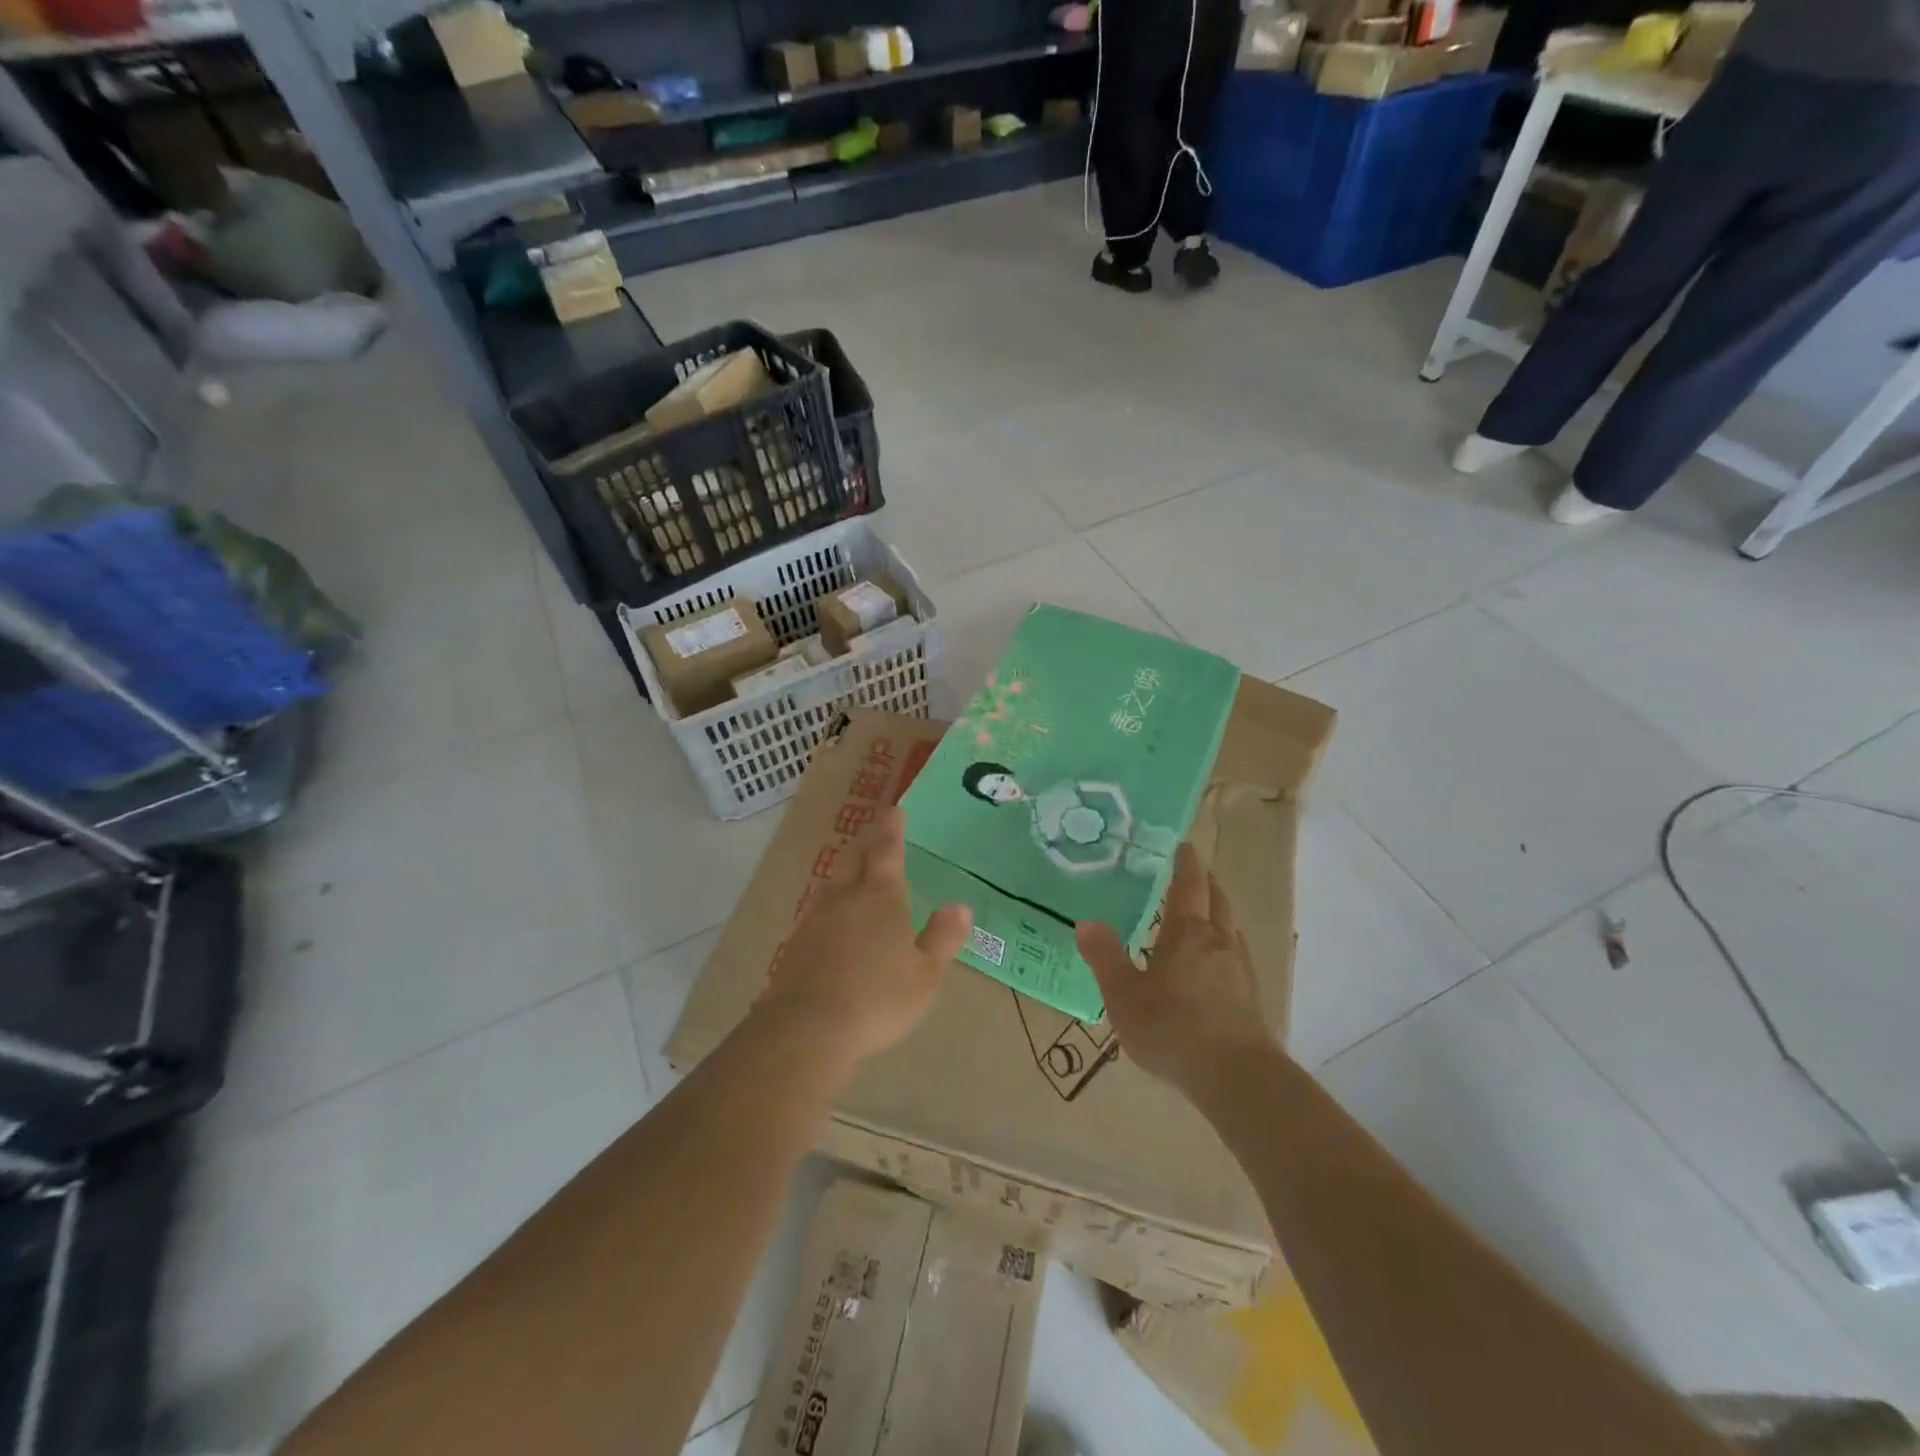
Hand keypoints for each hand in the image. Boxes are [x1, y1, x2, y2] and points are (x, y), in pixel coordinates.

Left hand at [755, 807, 972, 1069]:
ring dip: (845, 867)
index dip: (892, 830)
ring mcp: (816, 918)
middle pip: (855, 858)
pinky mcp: (796, 943)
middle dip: (867, 840)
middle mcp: (846, 897)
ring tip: (853, 865)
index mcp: (881, 897)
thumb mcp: (924, 974)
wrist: (808, 1026)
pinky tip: (831, 913)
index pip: (887, 852)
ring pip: (832, 880)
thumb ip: (942, 938)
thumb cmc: (878, 997)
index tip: (895, 811)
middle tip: (875, 828)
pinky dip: (830, 899)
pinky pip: (817, 907)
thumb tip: (961, 906)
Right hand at [1075, 843, 1278, 1098]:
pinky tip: (1214, 962)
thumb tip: (1085, 922)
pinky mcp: (1251, 996)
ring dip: (1218, 911)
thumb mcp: (1124, 995)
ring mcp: (1239, 968)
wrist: (1237, 1077)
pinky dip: (1224, 942)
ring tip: (1203, 913)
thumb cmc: (1173, 1029)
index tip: (1183, 847)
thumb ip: (1105, 957)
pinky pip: (1236, 953)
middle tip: (1194, 871)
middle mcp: (1218, 941)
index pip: (1188, 886)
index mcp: (1187, 933)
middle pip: (1217, 900)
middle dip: (1206, 881)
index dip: (1186, 864)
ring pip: (1230, 926)